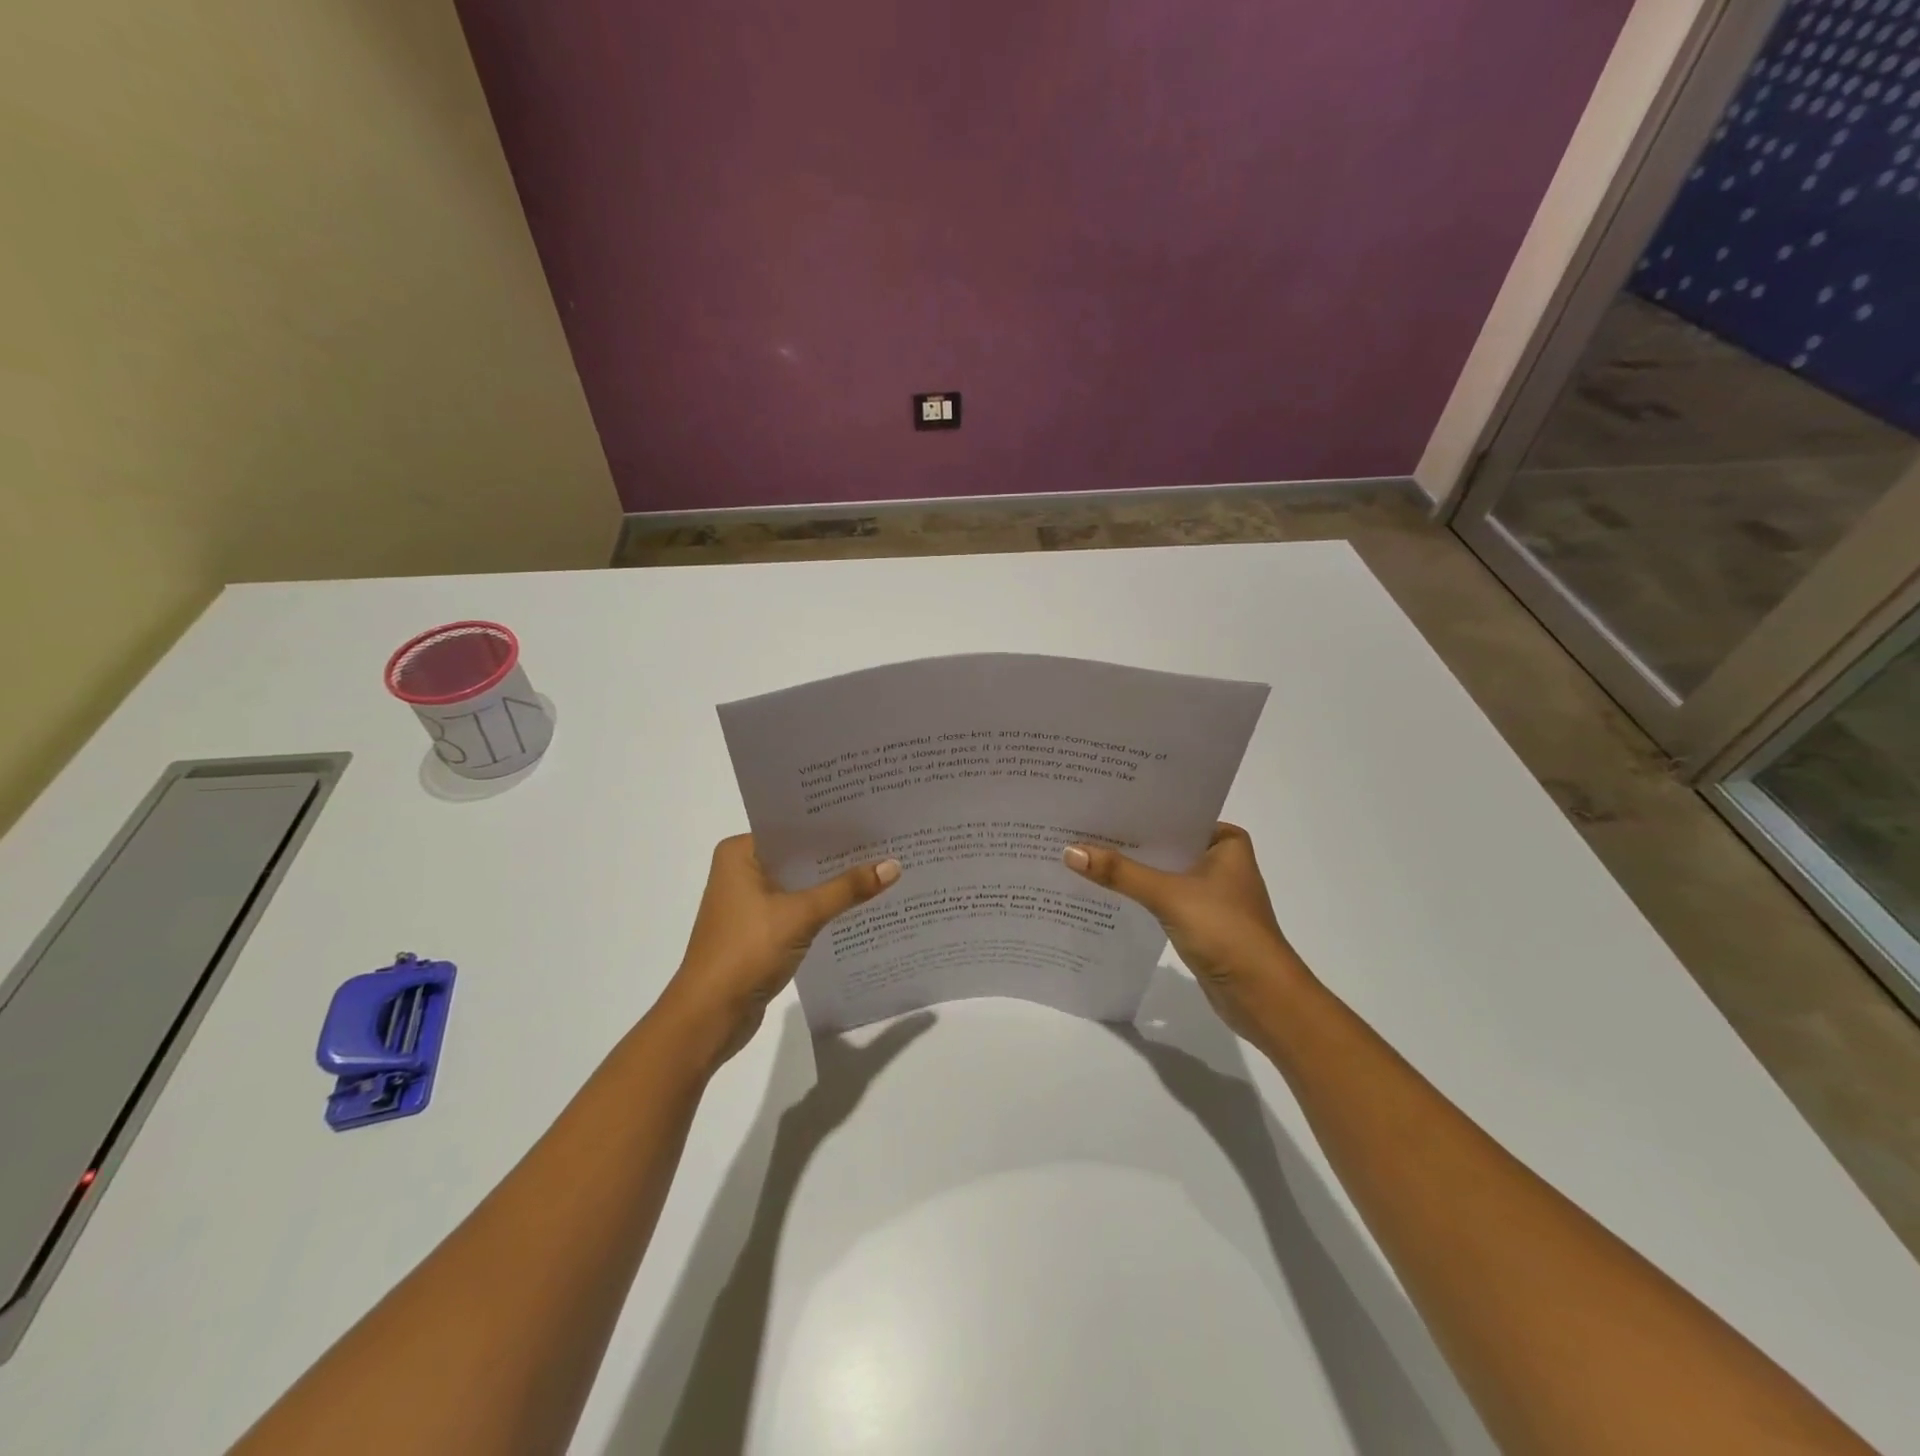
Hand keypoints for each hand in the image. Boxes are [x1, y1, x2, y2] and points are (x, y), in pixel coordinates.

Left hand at [660, 835, 899, 1062]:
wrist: (709, 1017)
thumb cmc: (746, 952)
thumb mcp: (801, 915)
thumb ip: (847, 889)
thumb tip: (893, 865)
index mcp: (739, 853)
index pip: (793, 828)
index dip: (832, 825)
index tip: (871, 818)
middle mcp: (741, 870)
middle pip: (799, 855)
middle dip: (837, 854)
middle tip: (885, 841)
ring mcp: (748, 902)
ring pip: (800, 883)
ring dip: (832, 883)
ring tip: (881, 869)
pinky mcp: (758, 930)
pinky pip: (797, 907)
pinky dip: (822, 906)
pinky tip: (858, 904)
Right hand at [1064, 823, 1309, 1039]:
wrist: (1262, 997)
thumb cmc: (1226, 932)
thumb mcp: (1169, 895)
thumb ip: (1121, 873)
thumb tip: (1070, 851)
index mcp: (1225, 841)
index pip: (1173, 816)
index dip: (1135, 812)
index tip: (1095, 803)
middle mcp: (1219, 860)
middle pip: (1164, 844)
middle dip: (1127, 840)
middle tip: (1078, 826)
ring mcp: (1210, 893)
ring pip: (1161, 872)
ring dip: (1130, 869)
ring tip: (1082, 853)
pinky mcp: (1198, 920)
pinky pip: (1161, 897)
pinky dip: (1137, 894)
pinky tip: (1103, 889)